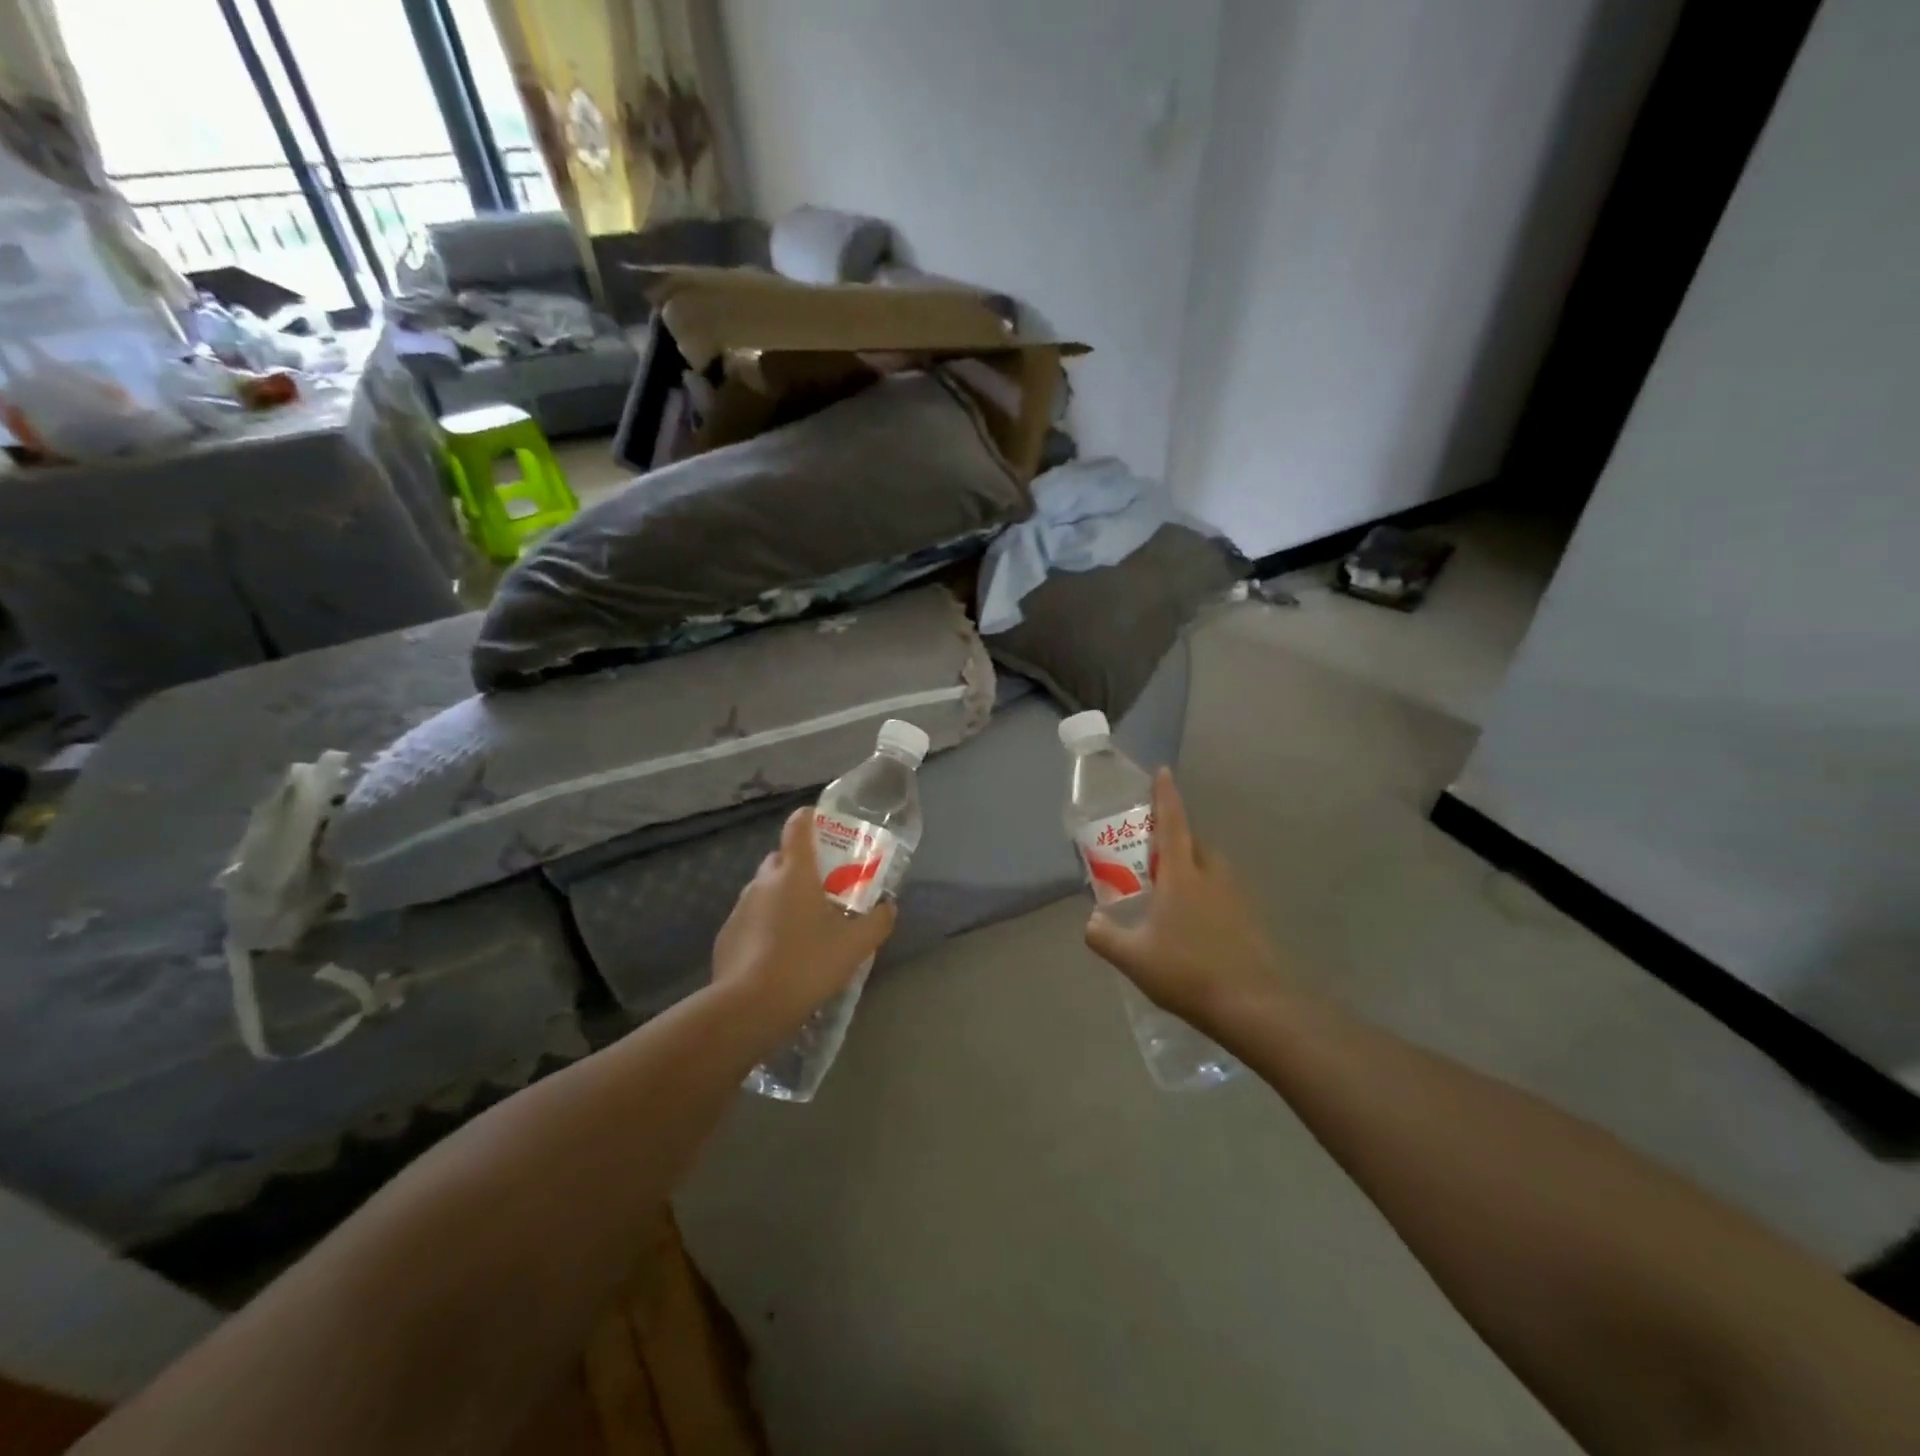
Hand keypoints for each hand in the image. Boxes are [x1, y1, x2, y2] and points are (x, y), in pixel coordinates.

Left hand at [711, 805, 897, 1028]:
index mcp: (795, 872)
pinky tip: (780, 954)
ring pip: (766, 890)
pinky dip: (766, 925)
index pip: (799, 825)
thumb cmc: (807, 964)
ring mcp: (740, 907)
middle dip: (802, 866)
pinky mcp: (726, 935)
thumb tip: (888, 907)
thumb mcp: (855, 946)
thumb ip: (877, 921)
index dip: (811, 818)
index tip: (826, 826)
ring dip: (783, 898)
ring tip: (805, 926)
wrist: (749, 1007)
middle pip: (782, 858)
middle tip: (826, 887)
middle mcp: (764, 881)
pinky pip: (752, 918)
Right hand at [1084, 769, 1286, 1029]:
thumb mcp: (1133, 956)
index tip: (1163, 771)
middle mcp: (1211, 877)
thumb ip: (1104, 935)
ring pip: (1209, 869)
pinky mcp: (1248, 920)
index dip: (1165, 796)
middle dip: (1175, 838)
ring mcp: (1235, 898)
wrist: (1255, 1006)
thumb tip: (1091, 921)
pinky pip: (1220, 894)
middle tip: (1151, 853)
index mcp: (1182, 875)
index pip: (1172, 823)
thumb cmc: (1188, 971)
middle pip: (1193, 843)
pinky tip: (1190, 925)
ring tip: (1167, 892)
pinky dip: (1204, 895)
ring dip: (1190, 868)